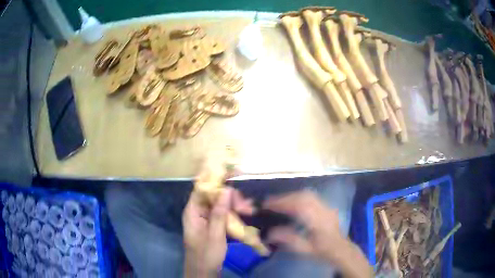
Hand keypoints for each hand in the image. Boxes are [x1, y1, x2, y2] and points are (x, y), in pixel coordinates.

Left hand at [182, 187, 253, 277]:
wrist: (203, 272)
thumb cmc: (206, 254)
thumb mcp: (215, 235)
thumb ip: (219, 213)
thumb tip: (225, 189)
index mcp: (192, 212)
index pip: (201, 188)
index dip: (214, 179)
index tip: (231, 173)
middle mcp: (197, 212)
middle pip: (213, 196)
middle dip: (230, 197)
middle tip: (246, 205)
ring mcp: (204, 219)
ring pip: (219, 205)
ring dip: (234, 206)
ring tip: (249, 210)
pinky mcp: (211, 225)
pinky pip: (221, 214)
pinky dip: (232, 214)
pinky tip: (244, 215)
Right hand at [264, 190, 371, 277]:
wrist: (341, 249)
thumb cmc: (322, 251)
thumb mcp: (305, 249)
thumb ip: (288, 239)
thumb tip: (269, 232)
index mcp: (318, 221)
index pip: (298, 206)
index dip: (282, 203)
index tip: (267, 204)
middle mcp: (323, 210)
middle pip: (302, 196)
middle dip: (285, 197)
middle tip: (270, 202)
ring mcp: (326, 207)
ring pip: (307, 194)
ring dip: (291, 195)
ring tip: (279, 201)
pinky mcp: (327, 206)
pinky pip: (311, 196)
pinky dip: (298, 196)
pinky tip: (292, 202)